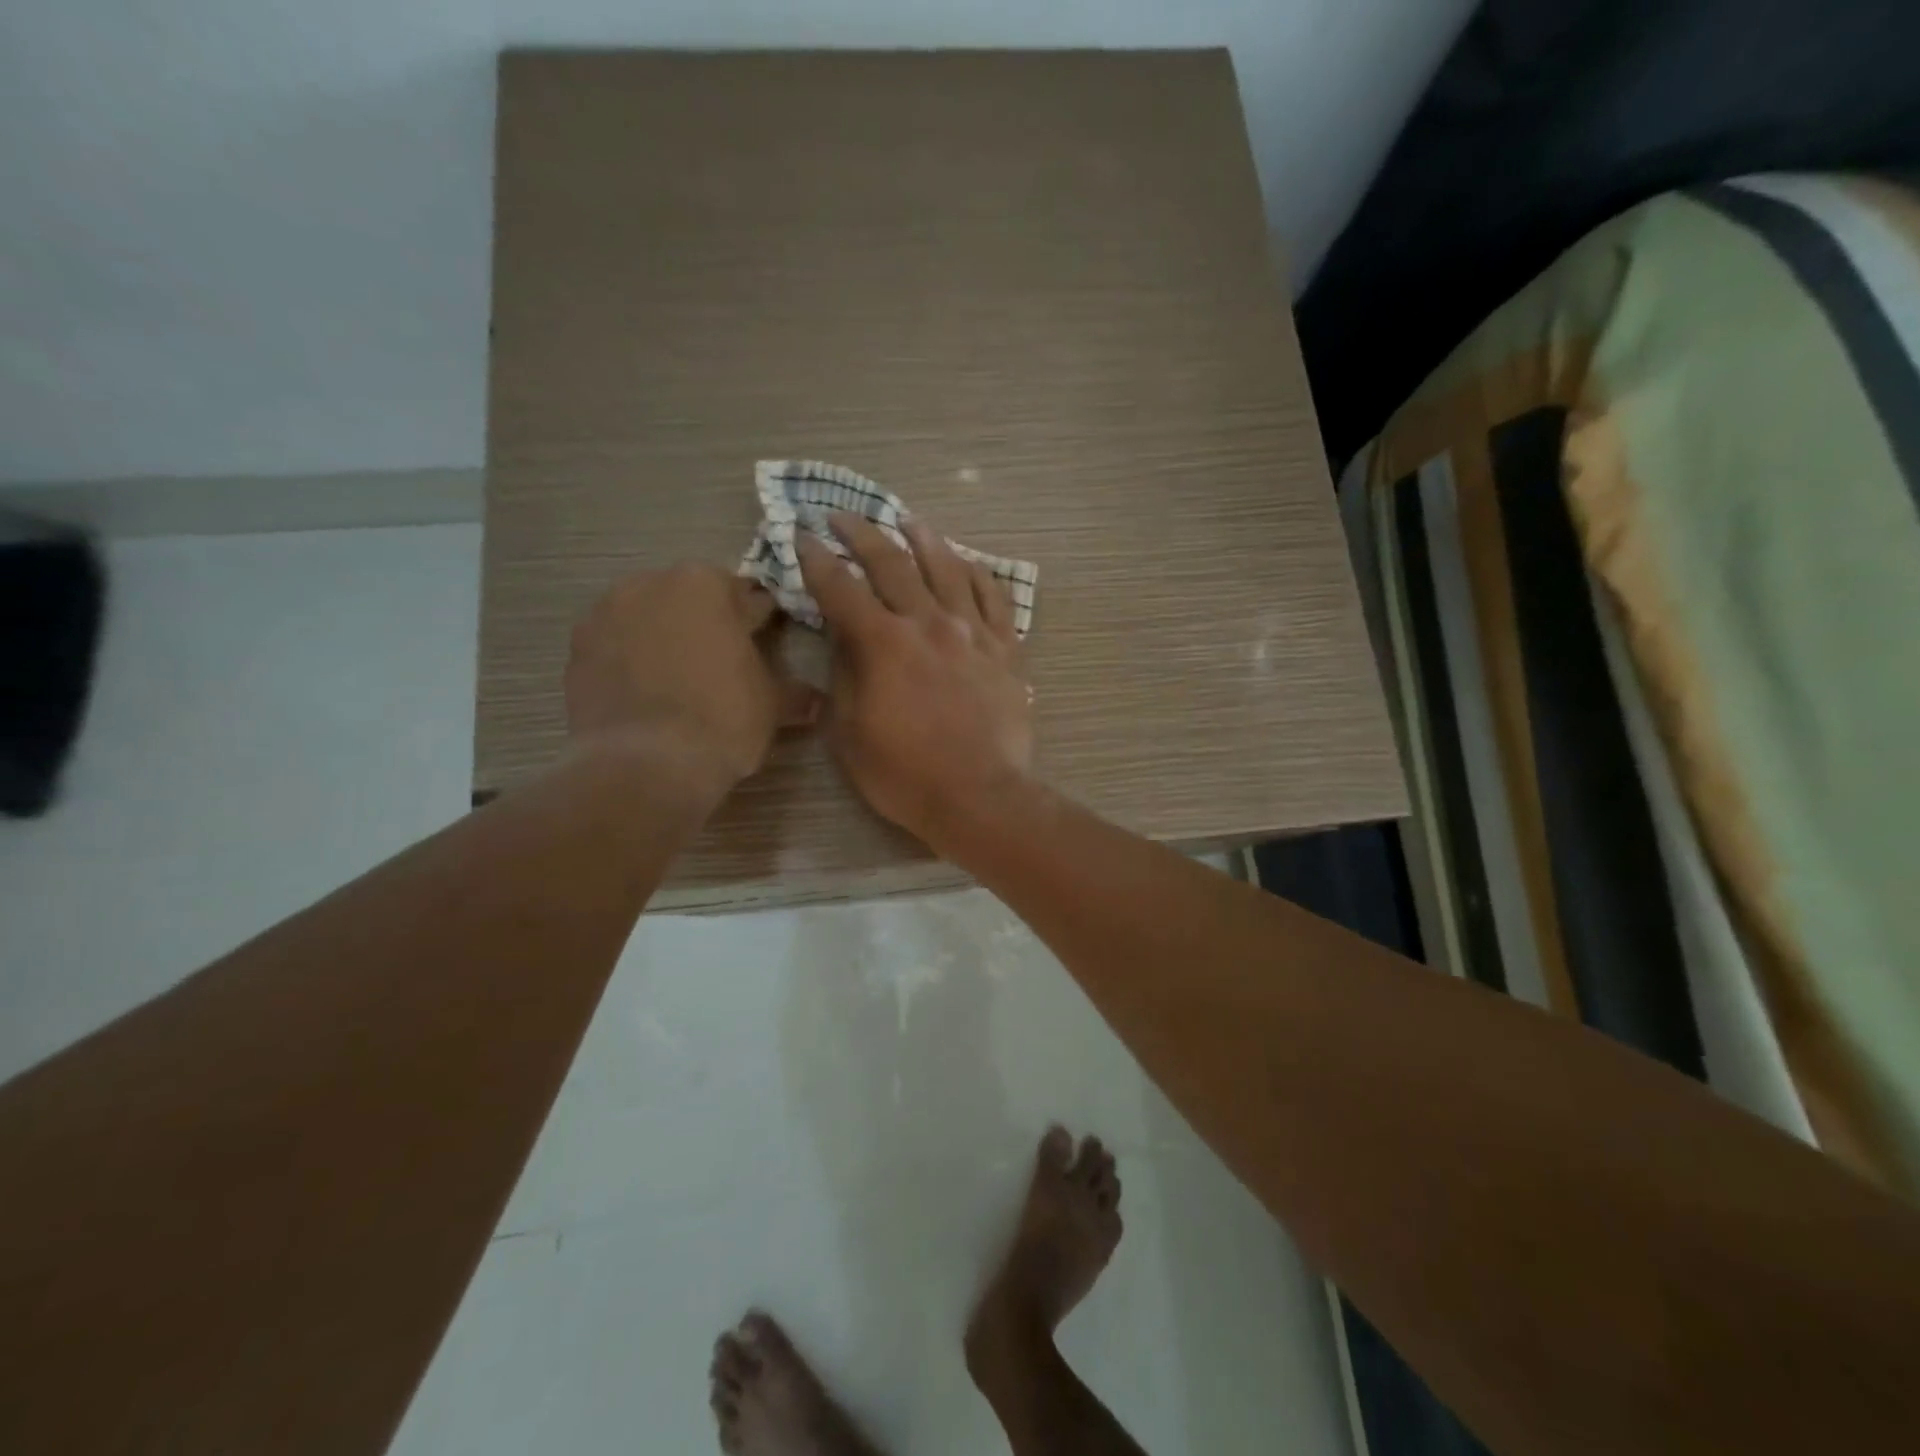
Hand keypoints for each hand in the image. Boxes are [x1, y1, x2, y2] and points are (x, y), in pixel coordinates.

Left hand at [565, 564, 818, 789]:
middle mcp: (651, 584)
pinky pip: (615, 646)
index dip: (760, 621)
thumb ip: (794, 693)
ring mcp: (606, 613)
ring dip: (665, 638)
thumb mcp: (773, 707)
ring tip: (679, 682)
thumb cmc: (722, 720)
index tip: (766, 642)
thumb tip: (815, 700)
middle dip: (707, 624)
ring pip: (649, 618)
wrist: (645, 765)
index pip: (746, 596)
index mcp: (706, 584)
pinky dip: (630, 660)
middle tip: (722, 665)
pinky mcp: (577, 648)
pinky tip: (646, 695)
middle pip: (691, 599)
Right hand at [797, 515, 1033, 847]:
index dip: (815, 559)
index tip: (801, 536)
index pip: (840, 587)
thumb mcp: (850, 731)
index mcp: (883, 643)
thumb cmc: (904, 774)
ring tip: (908, 520)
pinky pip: (995, 597)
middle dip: (862, 534)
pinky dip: (979, 573)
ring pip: (948, 567)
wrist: (980, 796)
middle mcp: (928, 623)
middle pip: (892, 563)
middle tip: (842, 516)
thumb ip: (843, 675)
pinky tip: (968, 561)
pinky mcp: (1006, 648)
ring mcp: (973, 632)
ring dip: (923, 538)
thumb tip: (842, 637)